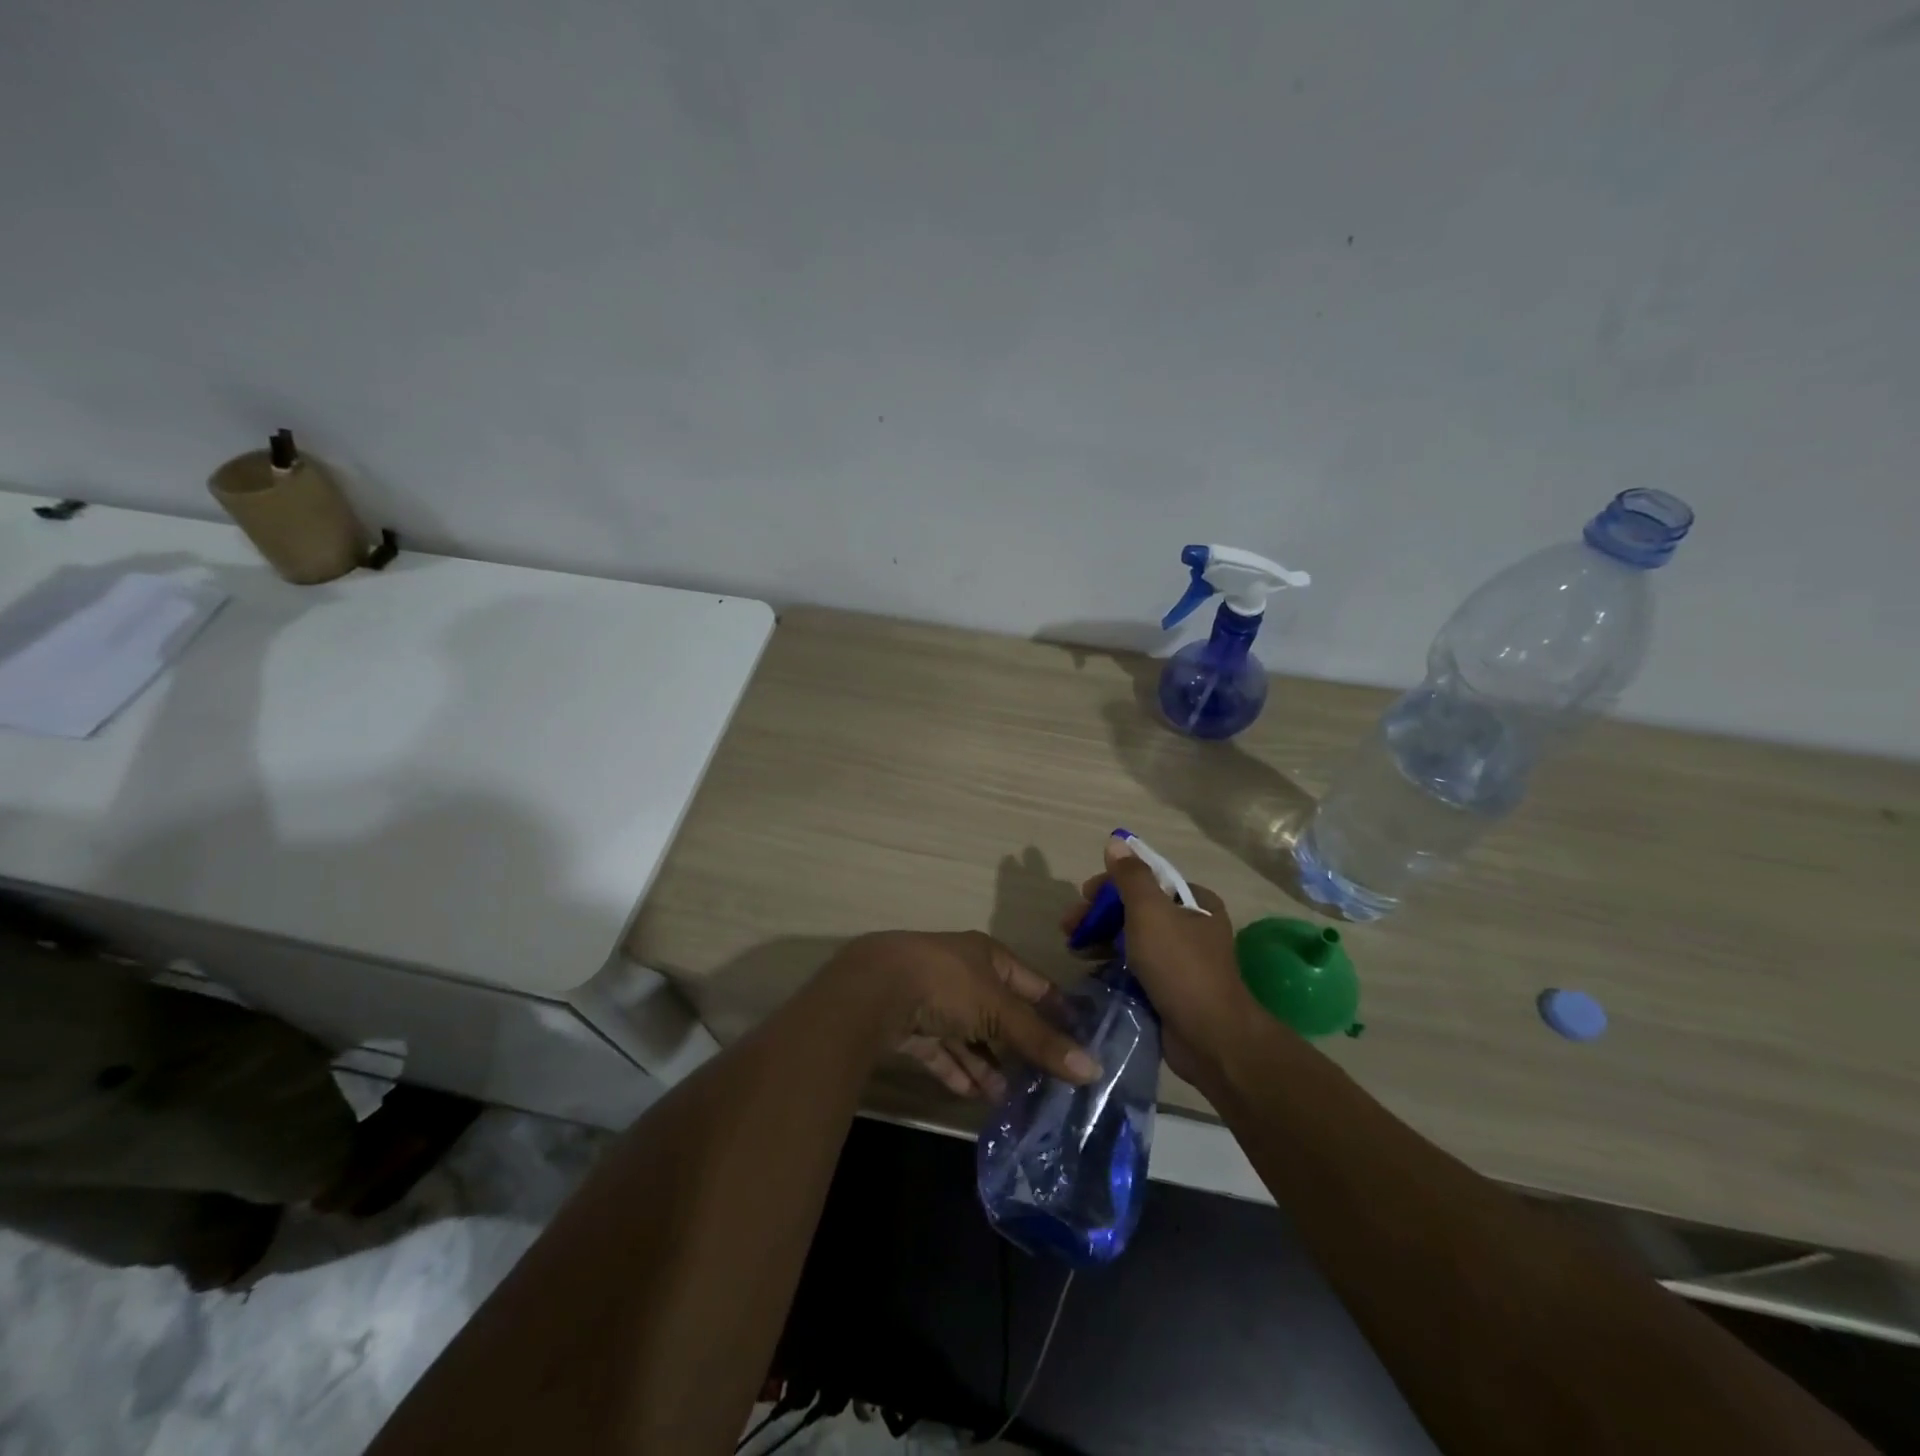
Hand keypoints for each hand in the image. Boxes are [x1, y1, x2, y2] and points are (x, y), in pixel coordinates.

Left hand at [830, 931, 1099, 1099]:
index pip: (1031, 983)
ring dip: (989, 1064)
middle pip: (1000, 1012)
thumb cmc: (946, 984)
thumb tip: (1093, 1068)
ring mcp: (934, 1000)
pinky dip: (959, 1071)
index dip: (1055, 1010)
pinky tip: (977, 1096)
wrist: (873, 990)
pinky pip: (943, 1052)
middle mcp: (962, 974)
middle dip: (1021, 1045)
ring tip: (1013, 1098)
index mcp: (987, 956)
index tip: (1080, 1042)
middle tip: (1049, 1081)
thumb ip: (1040, 1040)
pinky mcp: (911, 1027)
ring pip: (970, 1036)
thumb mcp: (998, 1010)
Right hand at [1060, 836, 1257, 1081]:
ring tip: (1075, 949)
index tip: (1082, 897)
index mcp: (1194, 902)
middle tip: (1070, 926)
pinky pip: (1135, 966)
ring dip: (1102, 938)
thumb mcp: (1150, 913)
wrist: (1210, 1037)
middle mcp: (1191, 926)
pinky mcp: (1170, 988)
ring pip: (1133, 938)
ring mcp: (1181, 959)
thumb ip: (1131, 876)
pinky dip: (1112, 963)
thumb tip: (1116, 841)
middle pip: (1136, 908)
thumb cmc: (1179, 966)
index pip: (1146, 879)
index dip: (1110, 884)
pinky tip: (1092, 968)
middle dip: (1100, 914)